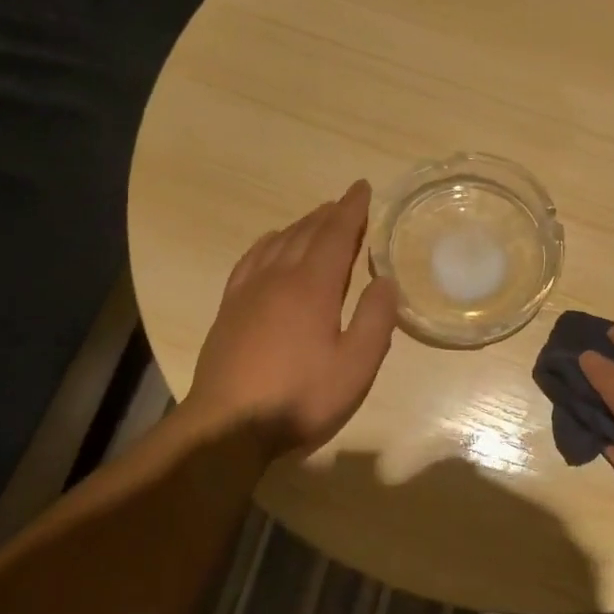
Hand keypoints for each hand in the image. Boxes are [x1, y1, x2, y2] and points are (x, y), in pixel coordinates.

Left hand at [184, 181, 398, 454]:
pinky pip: (251, 260)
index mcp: (313, 287)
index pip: (336, 234)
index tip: (362, 187)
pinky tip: (272, 244)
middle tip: (346, 203)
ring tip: (317, 218)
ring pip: (278, 242)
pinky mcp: (230, 308)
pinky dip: (267, 243)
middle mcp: (279, 277)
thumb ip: (375, 320)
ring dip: (301, 225)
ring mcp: (249, 291)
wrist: (228, 426)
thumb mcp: (355, 366)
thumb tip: (385, 280)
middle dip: (329, 214)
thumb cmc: (300, 398)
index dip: (352, 209)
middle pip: (306, 233)